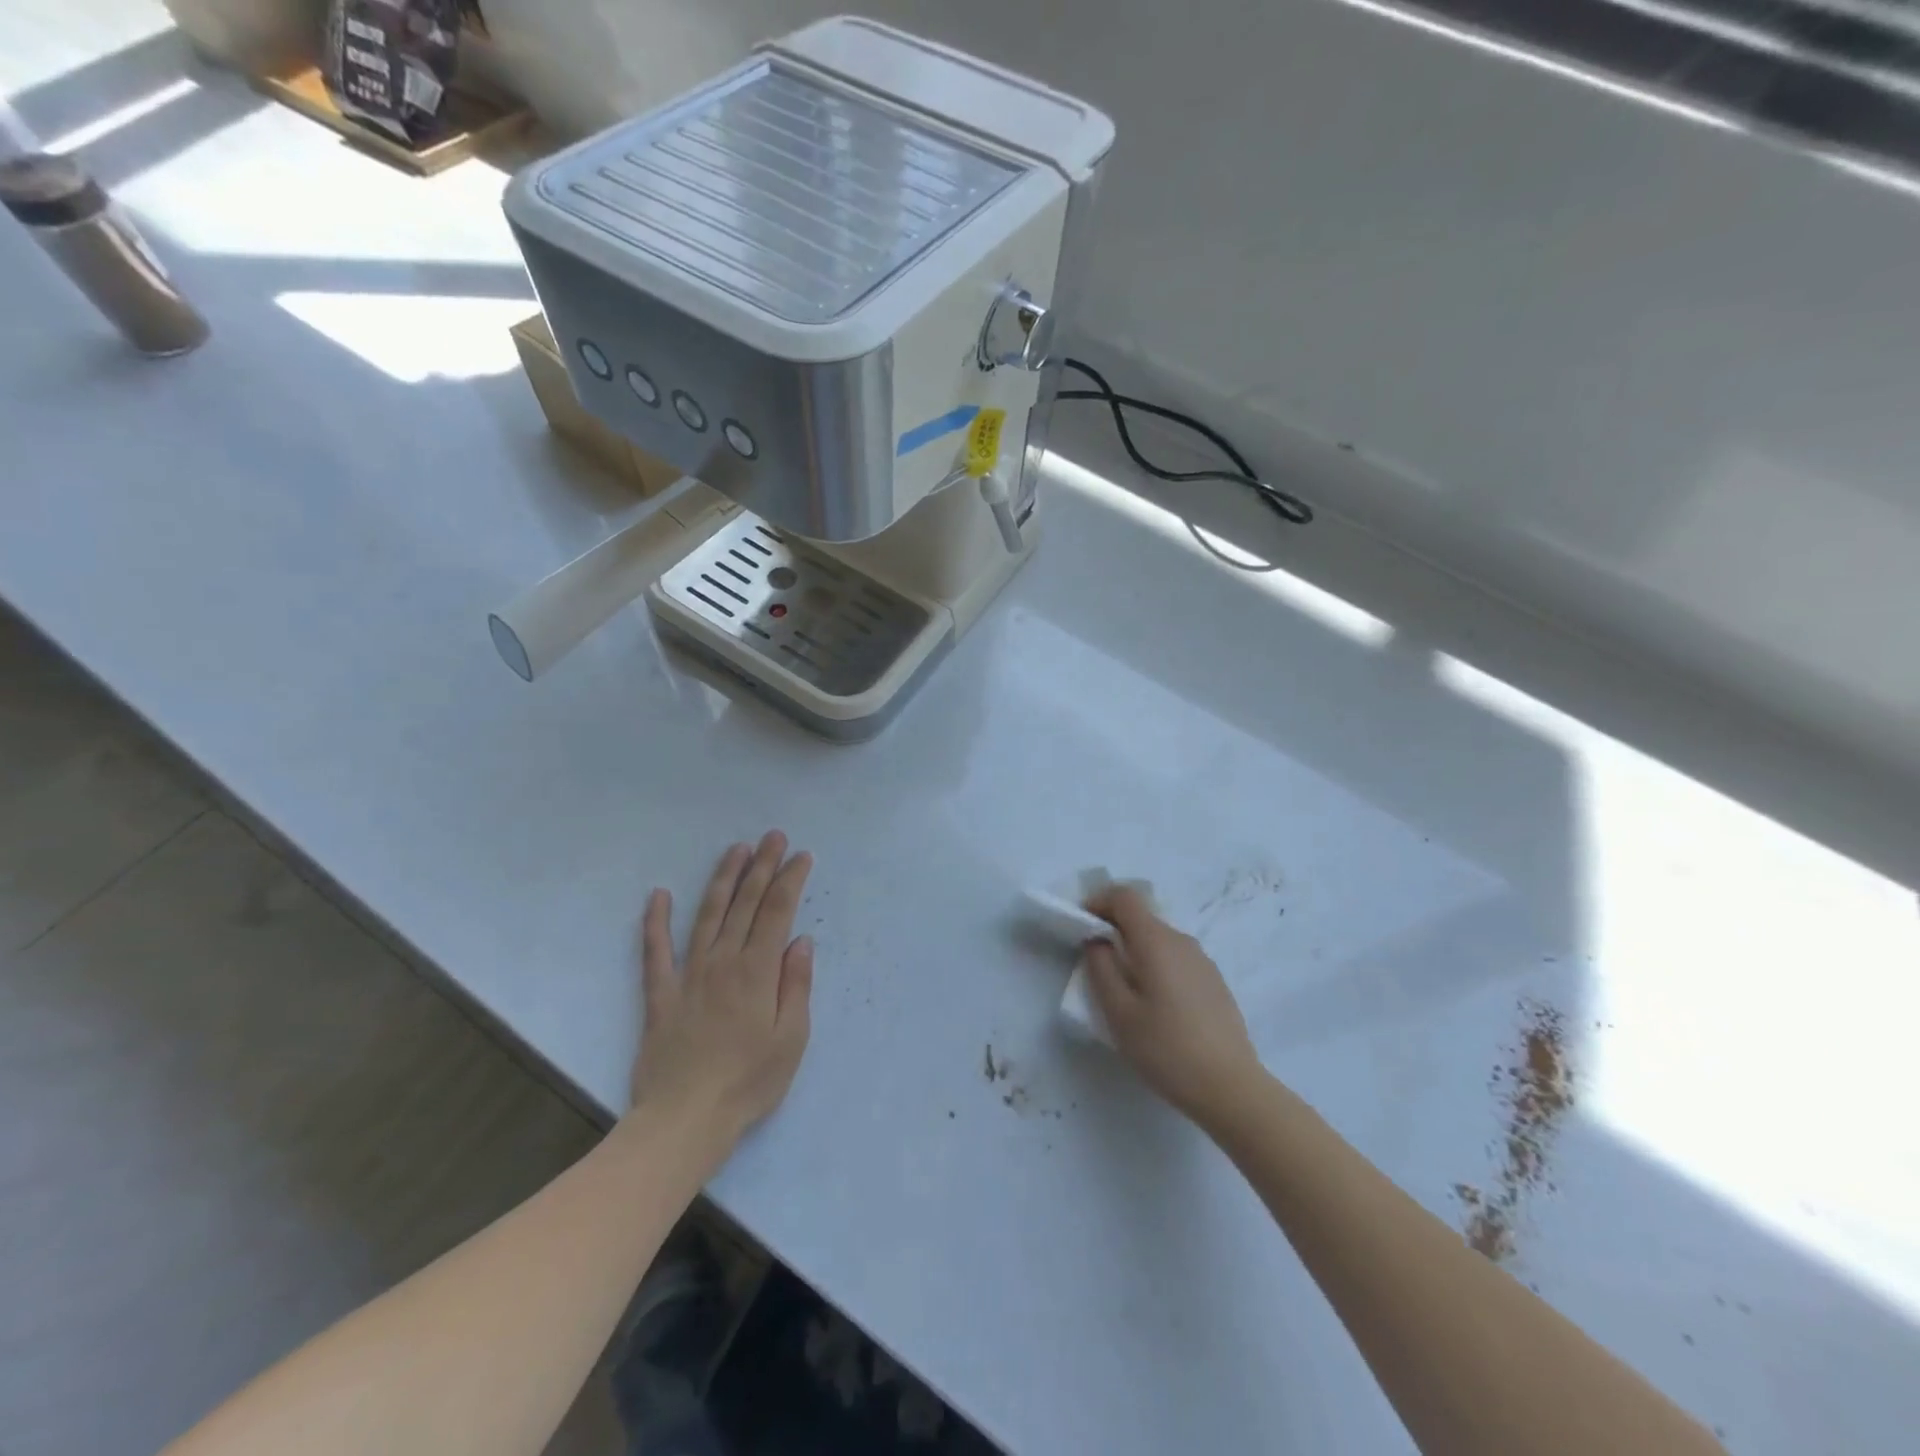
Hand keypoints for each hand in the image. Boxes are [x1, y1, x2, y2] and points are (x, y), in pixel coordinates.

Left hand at [631, 832, 814, 1145]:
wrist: (684, 1120)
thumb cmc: (748, 1083)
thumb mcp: (792, 1039)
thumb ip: (796, 985)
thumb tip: (801, 941)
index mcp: (758, 972)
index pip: (777, 912)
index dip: (790, 879)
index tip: (801, 856)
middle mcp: (723, 962)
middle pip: (745, 903)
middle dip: (761, 866)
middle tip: (773, 836)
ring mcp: (688, 975)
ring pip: (707, 915)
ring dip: (722, 879)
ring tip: (735, 849)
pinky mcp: (660, 994)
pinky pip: (655, 951)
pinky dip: (655, 921)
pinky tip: (658, 895)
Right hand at [1083, 885, 1262, 1127]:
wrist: (1231, 1088)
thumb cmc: (1166, 1049)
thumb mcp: (1119, 1013)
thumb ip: (1101, 969)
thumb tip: (1098, 942)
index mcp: (1156, 941)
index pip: (1124, 896)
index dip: (1098, 901)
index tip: (1081, 926)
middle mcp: (1182, 941)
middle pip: (1142, 917)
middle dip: (1113, 928)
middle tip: (1094, 962)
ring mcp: (1203, 961)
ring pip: (1159, 939)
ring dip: (1135, 949)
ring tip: (1123, 989)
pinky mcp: (1214, 981)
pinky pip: (1176, 958)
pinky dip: (1155, 965)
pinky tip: (1155, 1005)